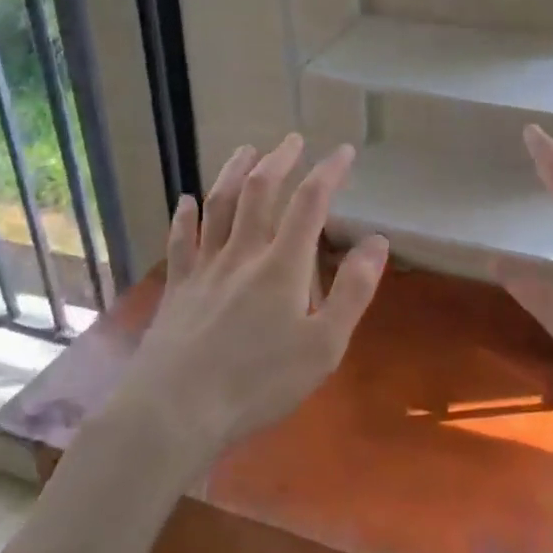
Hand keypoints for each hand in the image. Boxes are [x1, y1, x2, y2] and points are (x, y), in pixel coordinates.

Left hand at [123, 135, 388, 451]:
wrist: (175, 411)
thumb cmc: (258, 383)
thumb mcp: (324, 346)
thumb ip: (353, 292)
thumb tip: (377, 242)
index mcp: (282, 266)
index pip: (310, 204)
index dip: (329, 172)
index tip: (344, 152)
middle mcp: (242, 254)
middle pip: (259, 192)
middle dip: (279, 161)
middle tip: (292, 140)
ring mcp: (204, 268)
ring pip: (219, 206)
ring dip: (233, 173)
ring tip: (245, 150)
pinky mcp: (178, 288)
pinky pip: (181, 241)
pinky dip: (185, 216)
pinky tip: (185, 202)